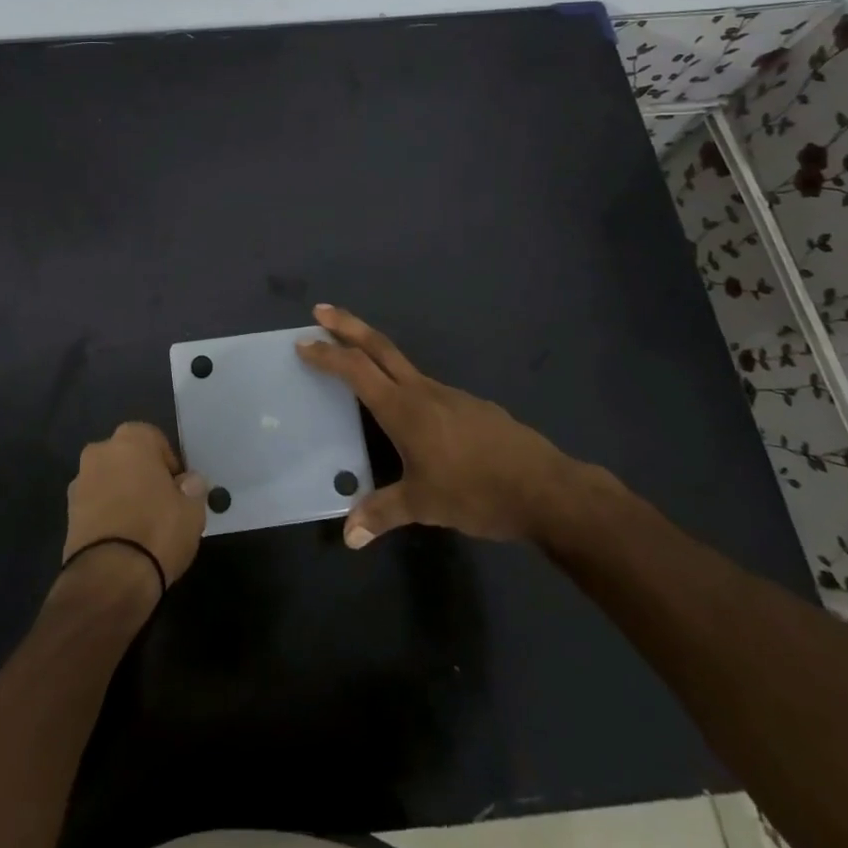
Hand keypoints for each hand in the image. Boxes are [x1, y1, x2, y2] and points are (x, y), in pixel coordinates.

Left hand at [60, 422, 208, 604]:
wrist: (109, 577)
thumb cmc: (157, 530)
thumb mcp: (192, 510)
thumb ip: (193, 488)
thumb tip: (190, 481)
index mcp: (131, 439)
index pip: (156, 440)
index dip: (169, 465)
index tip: (178, 490)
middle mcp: (100, 451)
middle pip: (128, 458)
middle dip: (142, 476)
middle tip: (160, 506)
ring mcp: (79, 481)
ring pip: (109, 481)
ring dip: (122, 495)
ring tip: (140, 527)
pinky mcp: (67, 513)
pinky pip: (95, 505)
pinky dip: (107, 515)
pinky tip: (122, 540)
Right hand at [296, 305, 605, 548]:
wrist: (545, 488)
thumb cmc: (476, 492)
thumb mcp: (424, 505)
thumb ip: (382, 513)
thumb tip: (348, 536)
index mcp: (404, 409)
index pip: (356, 370)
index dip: (327, 355)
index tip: (303, 343)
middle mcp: (423, 391)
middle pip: (379, 347)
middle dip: (347, 326)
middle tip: (320, 311)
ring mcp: (449, 394)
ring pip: (402, 364)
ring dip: (373, 353)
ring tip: (356, 363)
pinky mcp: (469, 405)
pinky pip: (425, 386)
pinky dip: (402, 382)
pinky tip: (409, 411)